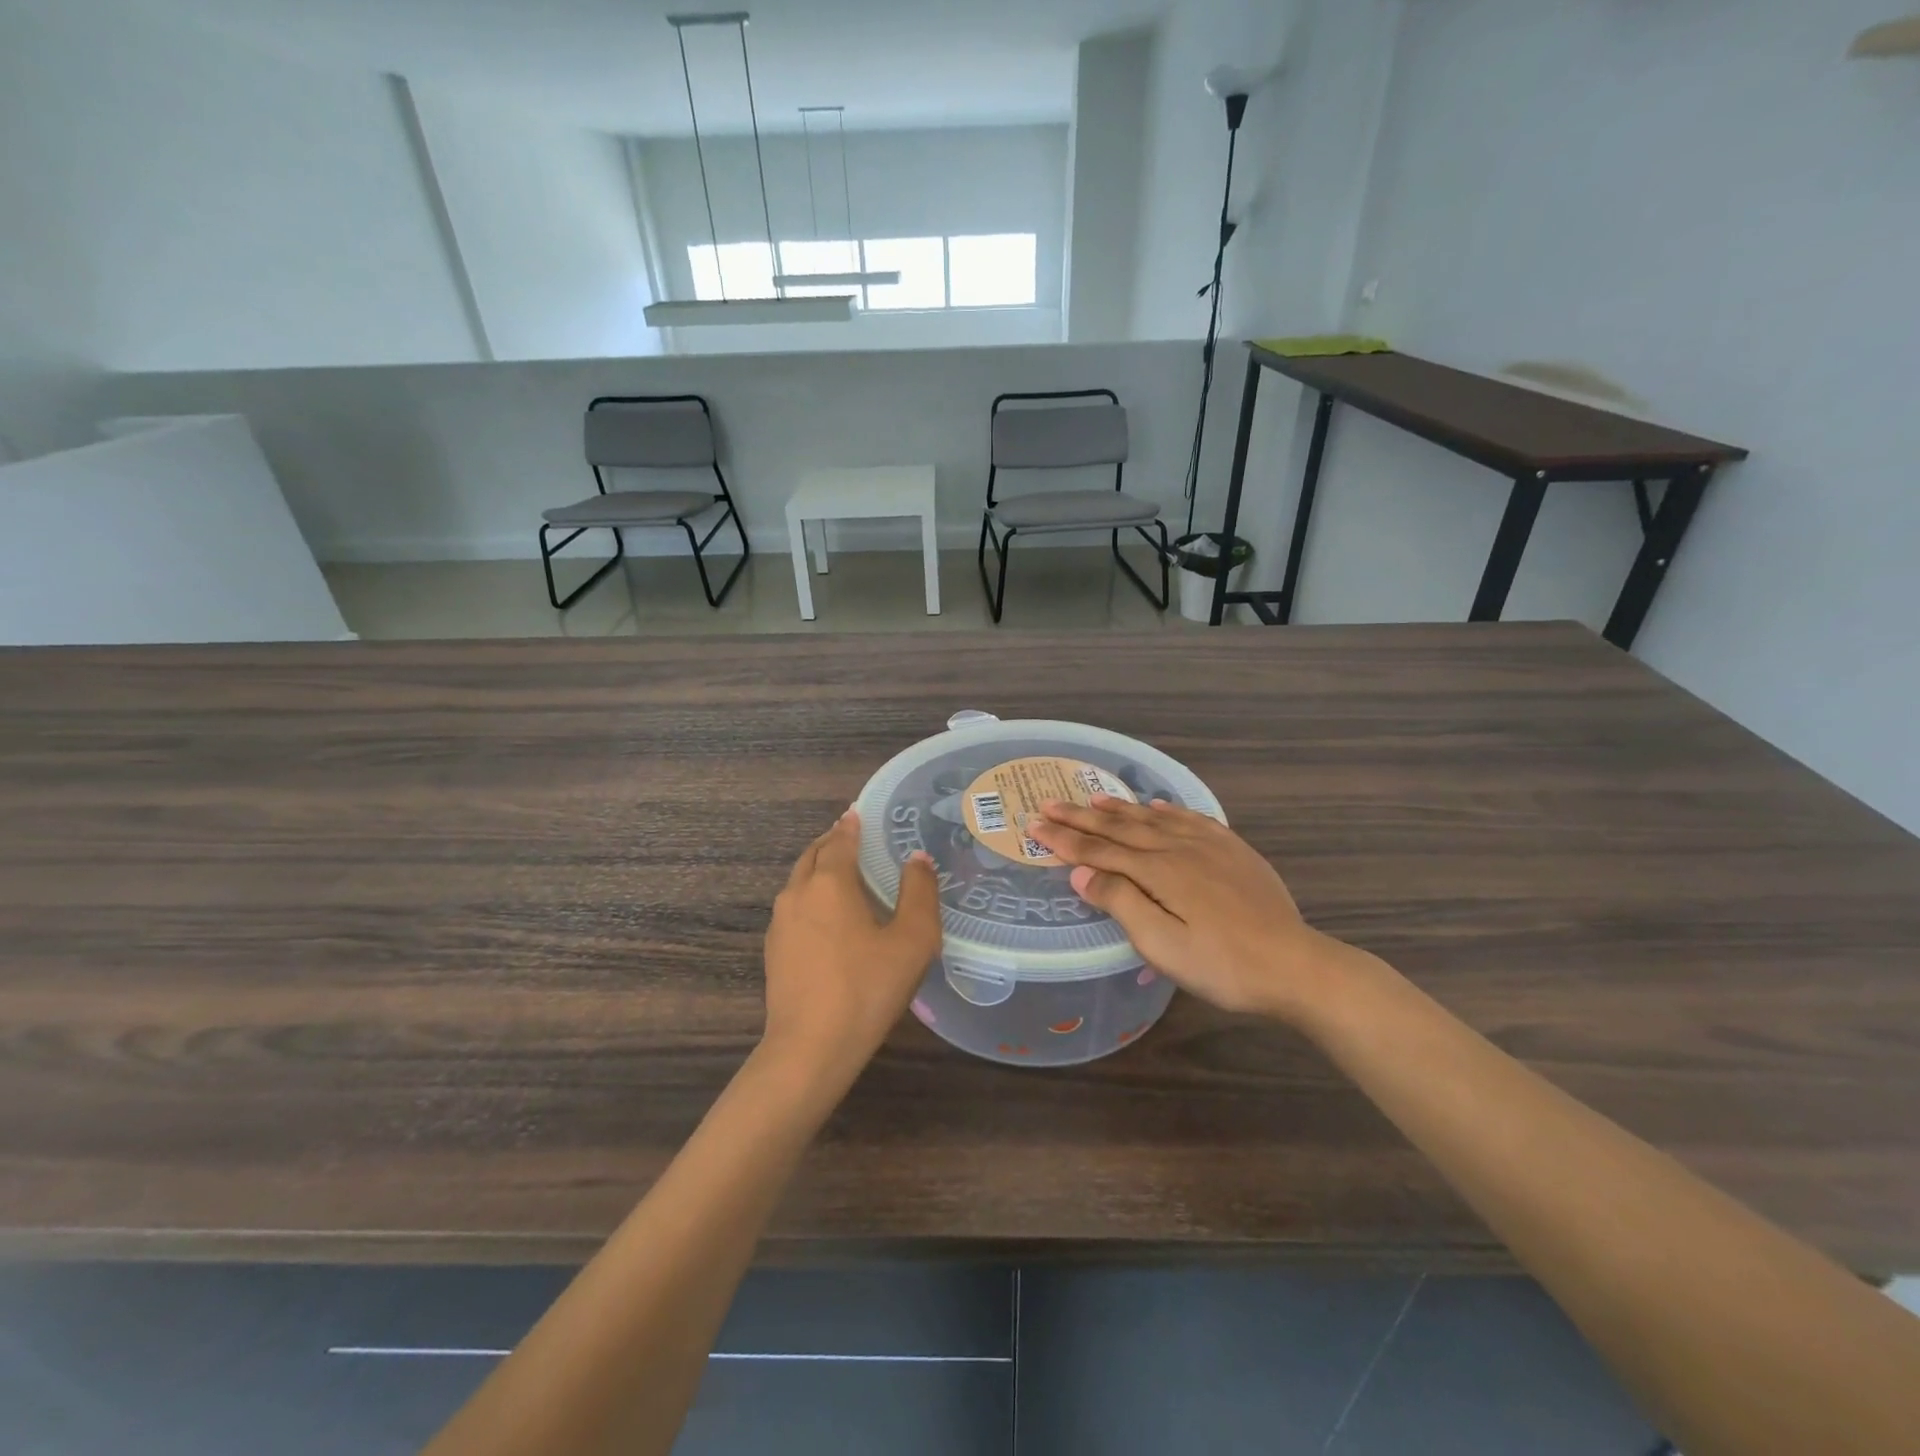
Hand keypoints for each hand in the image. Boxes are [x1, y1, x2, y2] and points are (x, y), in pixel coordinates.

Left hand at [761, 810, 942, 1080]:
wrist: (810, 1049)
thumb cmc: (867, 988)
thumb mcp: (911, 940)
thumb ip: (919, 893)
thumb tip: (917, 859)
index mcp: (829, 883)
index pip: (840, 840)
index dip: (852, 825)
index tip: (858, 813)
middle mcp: (798, 894)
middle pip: (813, 855)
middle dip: (832, 842)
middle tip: (852, 838)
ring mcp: (780, 924)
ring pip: (799, 882)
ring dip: (819, 870)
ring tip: (843, 875)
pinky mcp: (774, 952)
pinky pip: (795, 909)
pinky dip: (811, 898)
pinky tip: (828, 919)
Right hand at [1026, 796, 1358, 1022]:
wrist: (1294, 965)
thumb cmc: (1222, 965)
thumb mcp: (1162, 945)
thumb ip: (1120, 903)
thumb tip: (1080, 873)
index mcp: (1157, 872)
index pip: (1098, 850)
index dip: (1064, 839)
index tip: (1035, 825)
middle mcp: (1178, 848)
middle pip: (1120, 828)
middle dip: (1081, 817)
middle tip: (1049, 803)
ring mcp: (1208, 845)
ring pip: (1153, 818)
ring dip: (1120, 809)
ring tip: (1094, 798)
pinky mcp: (1233, 849)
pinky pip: (1190, 818)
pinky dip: (1166, 809)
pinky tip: (1157, 805)